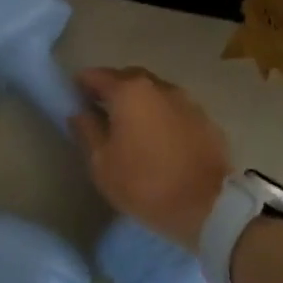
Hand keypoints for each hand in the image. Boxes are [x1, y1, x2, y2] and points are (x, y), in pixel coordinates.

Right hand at [69, 67, 231, 252]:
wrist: (209, 207)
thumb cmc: (145, 184)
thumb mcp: (102, 164)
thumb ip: (86, 131)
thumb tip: (79, 113)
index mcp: (129, 91)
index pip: (96, 75)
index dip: (81, 85)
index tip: (74, 100)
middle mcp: (159, 86)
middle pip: (127, 78)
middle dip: (111, 90)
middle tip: (101, 113)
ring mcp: (187, 101)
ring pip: (154, 93)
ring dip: (139, 103)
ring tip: (131, 129)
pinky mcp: (206, 119)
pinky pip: (174, 110)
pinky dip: (162, 117)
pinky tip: (159, 140)